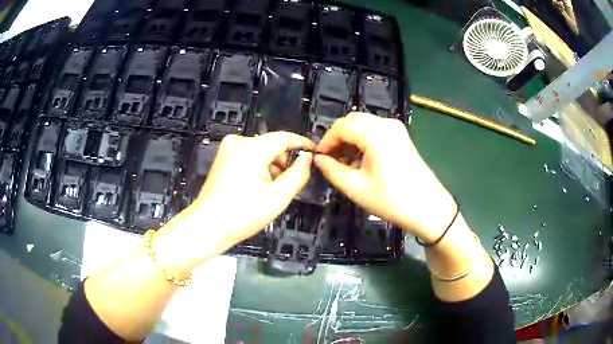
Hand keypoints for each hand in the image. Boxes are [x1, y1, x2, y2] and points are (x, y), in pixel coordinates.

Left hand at [196, 132, 314, 242]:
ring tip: (271, 190)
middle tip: (288, 183)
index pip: (284, 137)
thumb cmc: (243, 214)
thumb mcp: (278, 196)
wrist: (208, 227)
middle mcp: (238, 142)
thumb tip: (307, 158)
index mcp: (251, 148)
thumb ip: (298, 174)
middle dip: (284, 161)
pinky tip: (257, 187)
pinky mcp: (223, 159)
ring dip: (271, 166)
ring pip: (260, 151)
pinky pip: (248, 156)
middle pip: (271, 144)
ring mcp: (227, 150)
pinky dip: (258, 168)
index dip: (302, 143)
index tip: (315, 151)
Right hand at [314, 112, 455, 241]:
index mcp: (375, 134)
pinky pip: (375, 131)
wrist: (428, 208)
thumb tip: (318, 160)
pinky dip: (363, 141)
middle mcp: (386, 125)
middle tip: (331, 160)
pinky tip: (361, 160)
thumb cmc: (392, 201)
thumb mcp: (356, 188)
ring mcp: (396, 129)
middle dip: (338, 138)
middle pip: (352, 121)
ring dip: (350, 139)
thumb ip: (332, 170)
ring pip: (363, 124)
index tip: (320, 158)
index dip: (326, 141)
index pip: (341, 126)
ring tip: (345, 163)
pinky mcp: (401, 137)